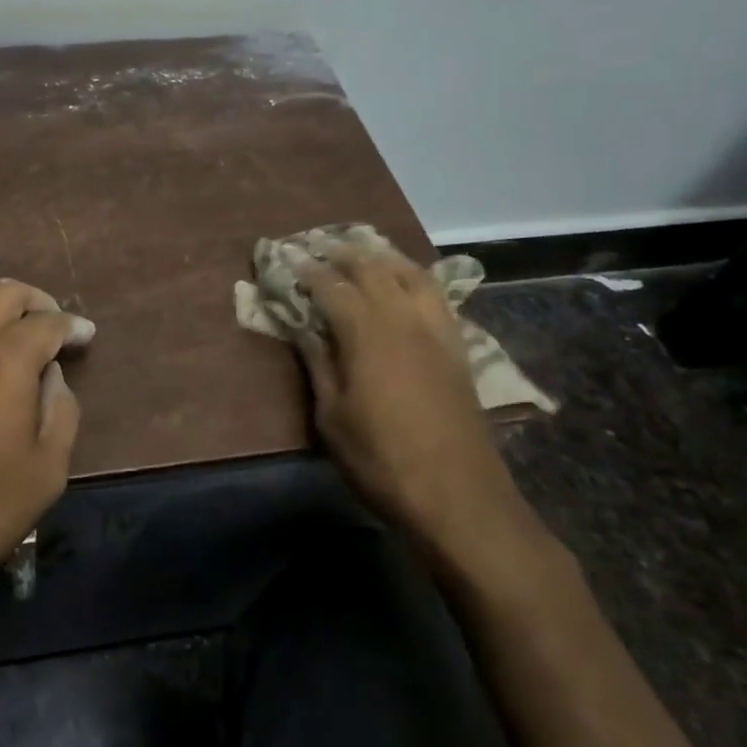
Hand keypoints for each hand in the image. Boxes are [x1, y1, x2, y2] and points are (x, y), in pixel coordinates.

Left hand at [0, 279, 94, 612]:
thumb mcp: (47, 472)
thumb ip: (60, 410)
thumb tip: (50, 376)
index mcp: (3, 363)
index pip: (46, 322)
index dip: (72, 325)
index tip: (84, 336)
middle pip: (3, 292)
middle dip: (36, 302)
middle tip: (51, 326)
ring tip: (9, 329)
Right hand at [297, 247, 544, 573]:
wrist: (460, 497)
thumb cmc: (382, 460)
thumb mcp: (332, 417)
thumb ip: (318, 364)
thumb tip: (303, 328)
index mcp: (367, 334)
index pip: (331, 287)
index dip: (307, 271)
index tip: (287, 260)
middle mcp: (403, 320)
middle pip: (373, 270)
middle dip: (343, 254)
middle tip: (319, 248)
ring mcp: (436, 332)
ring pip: (411, 275)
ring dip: (383, 258)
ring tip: (363, 254)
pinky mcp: (457, 349)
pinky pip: (436, 297)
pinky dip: (415, 278)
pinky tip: (406, 286)